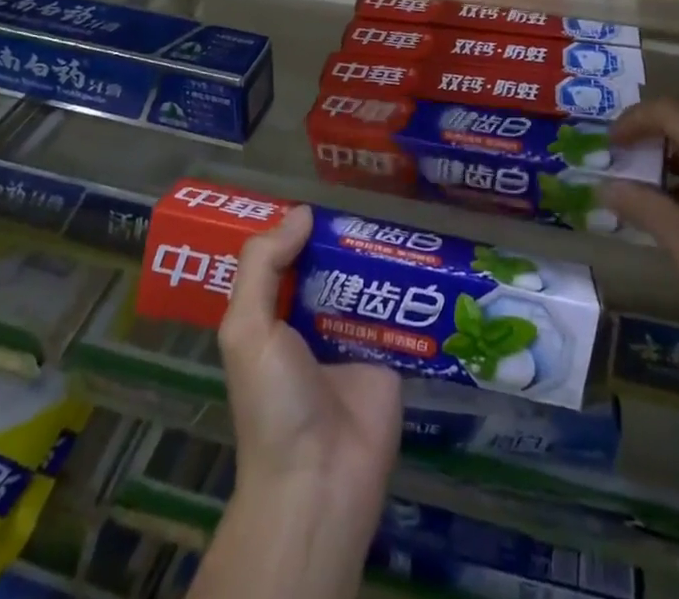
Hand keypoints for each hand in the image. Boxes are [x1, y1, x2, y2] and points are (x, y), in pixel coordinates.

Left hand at [216, 205, 401, 556]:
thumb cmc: (274, 403)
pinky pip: (400, 313)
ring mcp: (353, 339)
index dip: (300, 231)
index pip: (287, 261)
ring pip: (368, 285)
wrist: (321, 480)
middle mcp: (313, 323)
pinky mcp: (389, 356)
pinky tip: (430, 260)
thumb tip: (302, 213)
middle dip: (347, 240)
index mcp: (274, 318)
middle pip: (332, 268)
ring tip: (405, 221)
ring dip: (382, 259)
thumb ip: (263, 266)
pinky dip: (412, 290)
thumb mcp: (248, 331)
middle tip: (374, 200)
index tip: (322, 196)